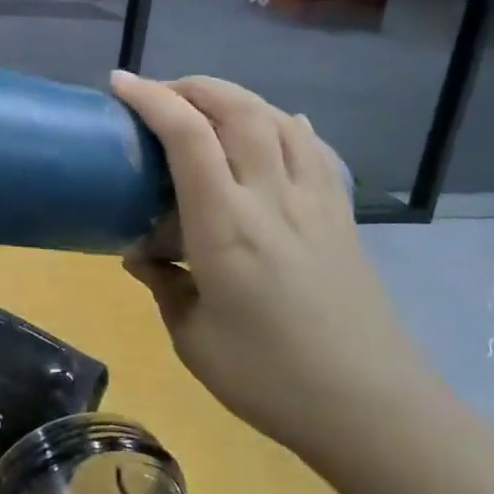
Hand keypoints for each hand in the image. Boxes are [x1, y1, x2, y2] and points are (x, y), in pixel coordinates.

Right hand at [111, 72, 447, 467]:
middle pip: (237, 109)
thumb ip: (163, 285)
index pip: (187, 137)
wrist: (374, 410)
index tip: (120, 83)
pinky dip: (286, 125)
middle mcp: (272, 198)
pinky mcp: (341, 216)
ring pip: (278, 119)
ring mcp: (314, 202)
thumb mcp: (193, 339)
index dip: (151, 99)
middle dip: (192, 86)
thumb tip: (141, 256)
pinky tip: (278, 127)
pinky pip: (314, 149)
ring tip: (207, 106)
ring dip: (237, 98)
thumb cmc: (271, 379)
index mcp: (226, 226)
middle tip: (158, 93)